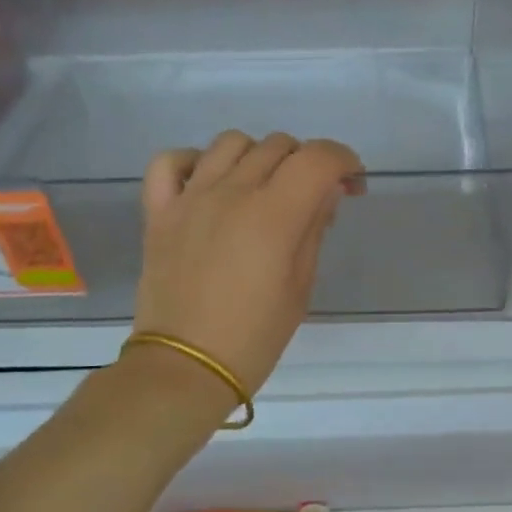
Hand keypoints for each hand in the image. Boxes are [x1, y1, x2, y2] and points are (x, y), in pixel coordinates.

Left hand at [130, 131, 361, 398]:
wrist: (184, 368)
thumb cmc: (254, 337)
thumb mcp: (300, 287)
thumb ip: (314, 228)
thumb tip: (326, 191)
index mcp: (273, 215)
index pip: (318, 158)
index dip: (345, 161)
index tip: (352, 186)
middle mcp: (231, 193)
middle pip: (278, 145)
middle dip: (307, 163)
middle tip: (313, 199)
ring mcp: (190, 198)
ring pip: (231, 143)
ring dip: (258, 156)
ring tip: (264, 188)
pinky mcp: (159, 212)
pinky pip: (170, 162)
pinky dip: (194, 161)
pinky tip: (209, 183)